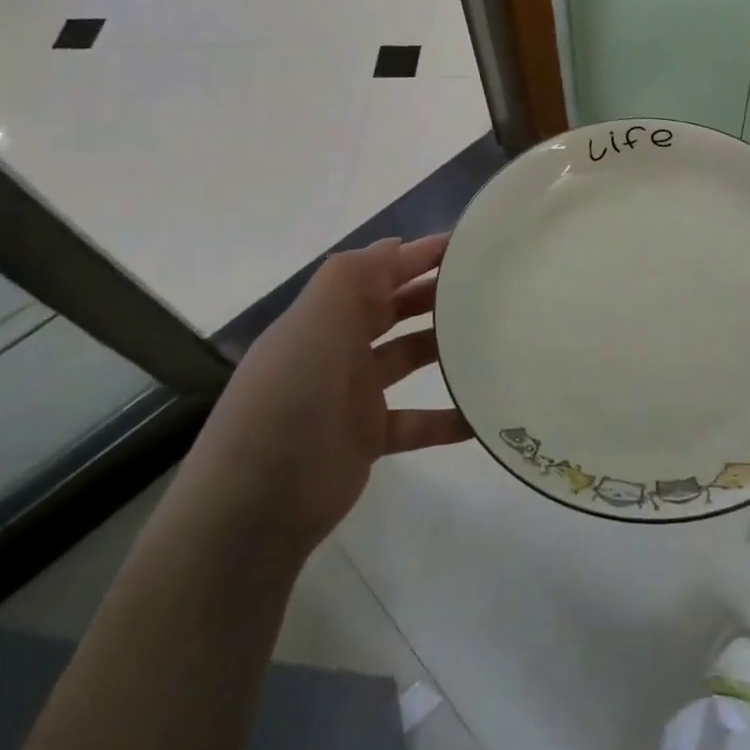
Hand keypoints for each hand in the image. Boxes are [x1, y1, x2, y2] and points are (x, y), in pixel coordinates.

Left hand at [191, 235, 470, 552]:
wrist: (256, 504)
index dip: (416, 255)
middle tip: (487, 287)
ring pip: (408, 359)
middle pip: (393, 309)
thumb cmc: (290, 399)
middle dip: (433, 293)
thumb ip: (351, 277)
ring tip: (492, 338)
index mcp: (324, 318)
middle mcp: (338, 349)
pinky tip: (482, 415)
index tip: (465, 245)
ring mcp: (353, 395)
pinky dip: (446, 418)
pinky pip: (417, 421)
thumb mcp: (314, 324)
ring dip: (444, 347)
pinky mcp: (368, 438)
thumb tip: (393, 244)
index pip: (376, 272)